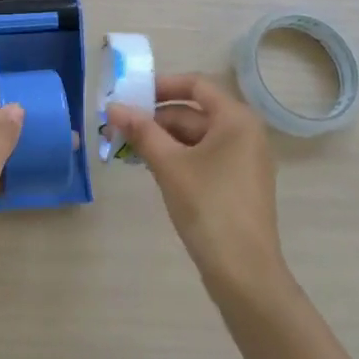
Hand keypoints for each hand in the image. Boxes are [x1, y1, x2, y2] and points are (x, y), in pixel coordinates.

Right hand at [107, 73, 284, 294]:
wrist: (244, 274)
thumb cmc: (208, 207)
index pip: (196, 84)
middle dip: (157, 118)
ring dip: (164, 139)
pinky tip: (153, 169)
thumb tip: (113, 106)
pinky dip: (179, 157)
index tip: (132, 96)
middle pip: (194, 112)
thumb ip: (141, 131)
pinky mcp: (238, 184)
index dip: (162, 85)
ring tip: (130, 150)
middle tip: (121, 128)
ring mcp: (244, 160)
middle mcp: (245, 133)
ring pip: (197, 137)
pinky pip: (205, 157)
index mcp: (236, 119)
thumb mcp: (169, 164)